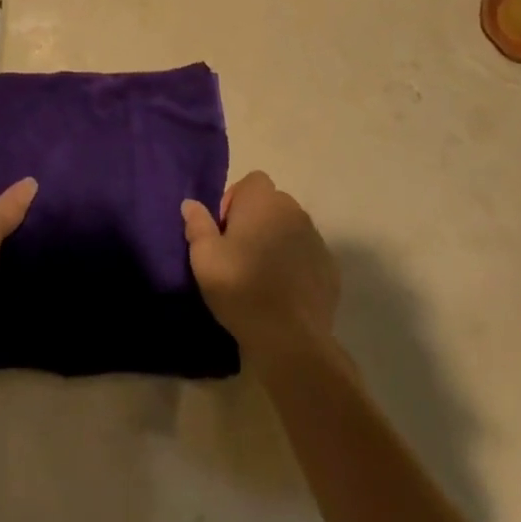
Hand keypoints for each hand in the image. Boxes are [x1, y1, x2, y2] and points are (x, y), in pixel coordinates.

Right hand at [182, 172, 338, 364]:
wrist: (290, 340)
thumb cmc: (241, 288)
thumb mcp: (205, 258)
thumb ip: (197, 225)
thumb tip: (190, 204)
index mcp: (262, 200)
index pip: (251, 182)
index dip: (236, 201)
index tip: (226, 232)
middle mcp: (293, 209)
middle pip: (271, 204)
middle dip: (257, 221)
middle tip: (241, 255)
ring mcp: (315, 238)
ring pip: (291, 229)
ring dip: (278, 241)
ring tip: (263, 275)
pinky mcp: (330, 267)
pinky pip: (307, 255)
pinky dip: (297, 265)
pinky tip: (285, 293)